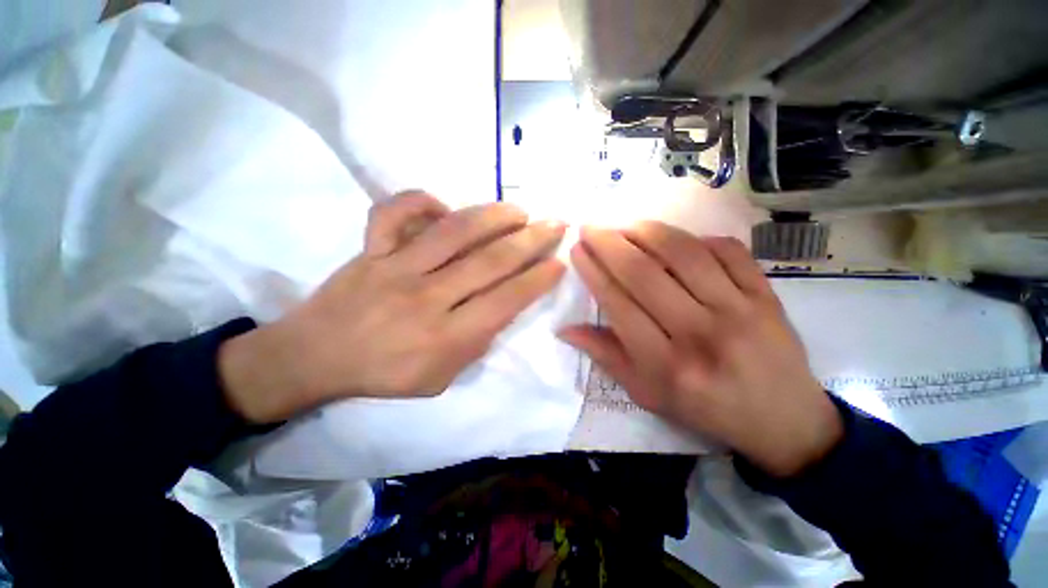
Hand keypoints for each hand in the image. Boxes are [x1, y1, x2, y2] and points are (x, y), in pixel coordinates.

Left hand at [220, 192, 566, 422]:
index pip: (506, 300)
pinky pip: (394, 212)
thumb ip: (476, 343)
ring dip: (494, 216)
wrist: (314, 358)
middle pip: (490, 261)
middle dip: (531, 240)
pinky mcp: (370, 249)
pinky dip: (422, 200)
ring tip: (519, 211)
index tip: (559, 262)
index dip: (538, 279)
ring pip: (454, 230)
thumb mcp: (441, 377)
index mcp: (445, 337)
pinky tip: (445, 206)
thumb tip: (502, 305)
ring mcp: (395, 267)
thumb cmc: (384, 374)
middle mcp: (426, 298)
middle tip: (555, 224)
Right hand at [559, 223, 841, 476]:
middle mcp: (699, 333)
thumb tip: (565, 329)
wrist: (783, 419)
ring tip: (625, 226)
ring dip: (647, 232)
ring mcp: (739, 310)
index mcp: (665, 363)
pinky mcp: (767, 296)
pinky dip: (696, 238)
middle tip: (590, 228)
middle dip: (609, 244)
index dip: (593, 272)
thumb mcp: (646, 392)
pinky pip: (728, 250)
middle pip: (644, 273)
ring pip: (684, 254)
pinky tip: (676, 240)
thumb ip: (605, 356)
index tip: (577, 250)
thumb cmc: (704, 408)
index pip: (618, 304)